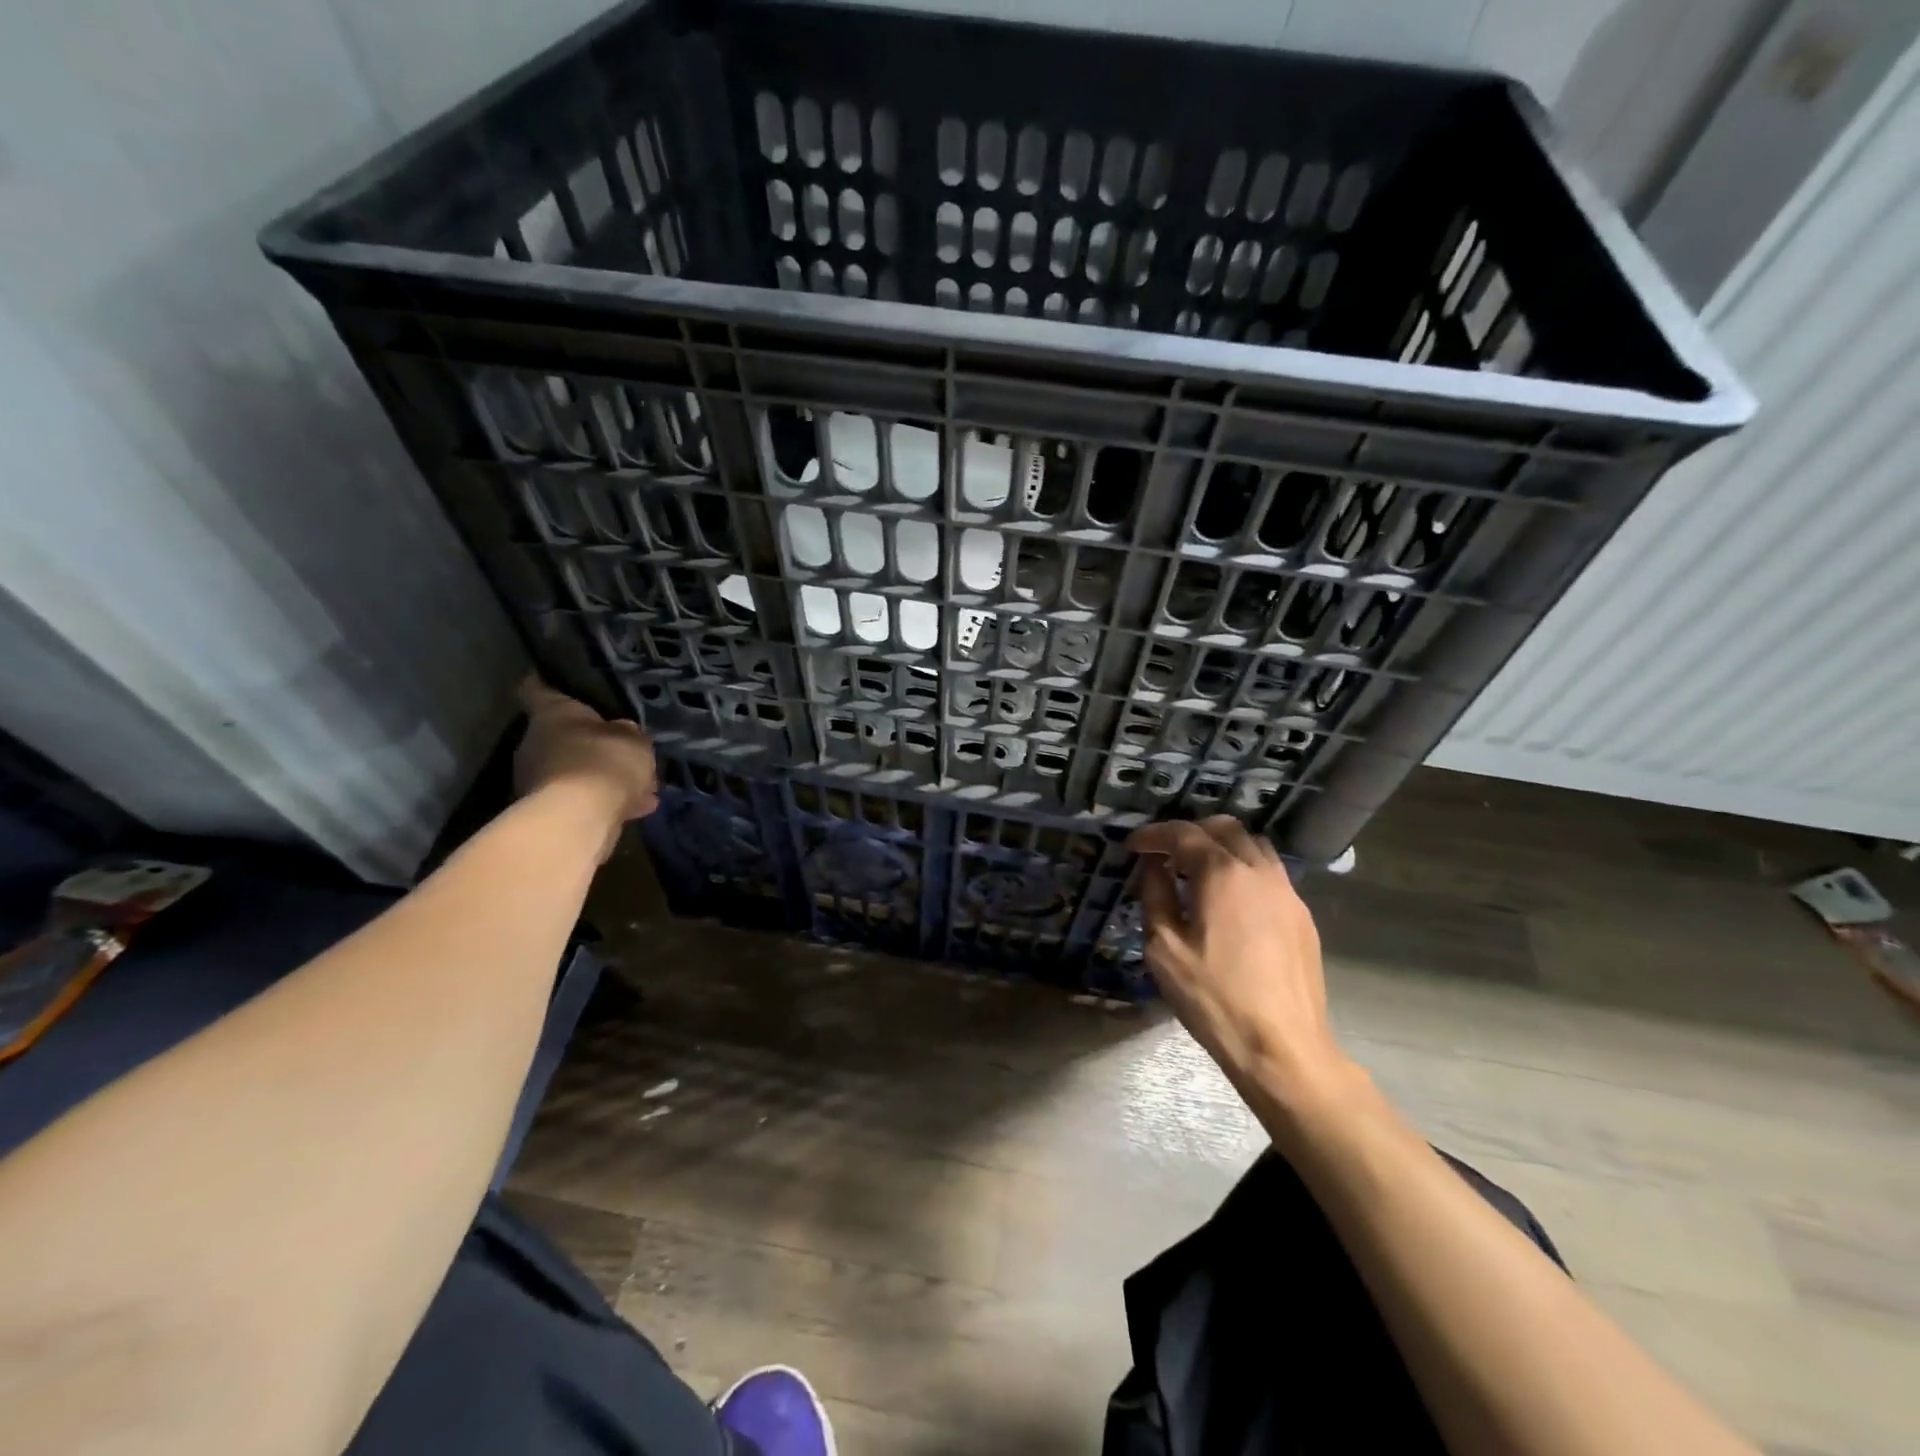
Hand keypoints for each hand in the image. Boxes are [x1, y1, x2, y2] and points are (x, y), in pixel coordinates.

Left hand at [513, 679, 658, 859]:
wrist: (580, 818)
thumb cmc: (604, 761)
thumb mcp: (634, 740)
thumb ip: (628, 734)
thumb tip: (623, 733)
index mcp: (551, 714)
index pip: (537, 689)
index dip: (547, 683)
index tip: (555, 680)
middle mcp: (535, 743)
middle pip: (561, 736)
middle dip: (591, 743)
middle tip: (624, 749)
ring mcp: (538, 780)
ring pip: (576, 771)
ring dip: (604, 777)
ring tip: (642, 786)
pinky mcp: (548, 812)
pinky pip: (582, 800)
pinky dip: (606, 802)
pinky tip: (639, 809)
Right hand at [1126, 817, 1354, 1118]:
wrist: (1282, 1047)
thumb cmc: (1213, 997)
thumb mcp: (1164, 947)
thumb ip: (1155, 895)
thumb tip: (1153, 867)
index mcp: (1222, 873)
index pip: (1183, 834)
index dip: (1154, 835)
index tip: (1133, 846)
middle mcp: (1259, 871)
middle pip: (1224, 828)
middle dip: (1190, 832)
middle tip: (1165, 853)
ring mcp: (1287, 892)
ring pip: (1254, 846)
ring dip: (1221, 847)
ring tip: (1197, 871)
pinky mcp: (1302, 916)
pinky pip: (1270, 873)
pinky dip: (1243, 869)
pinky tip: (1229, 900)